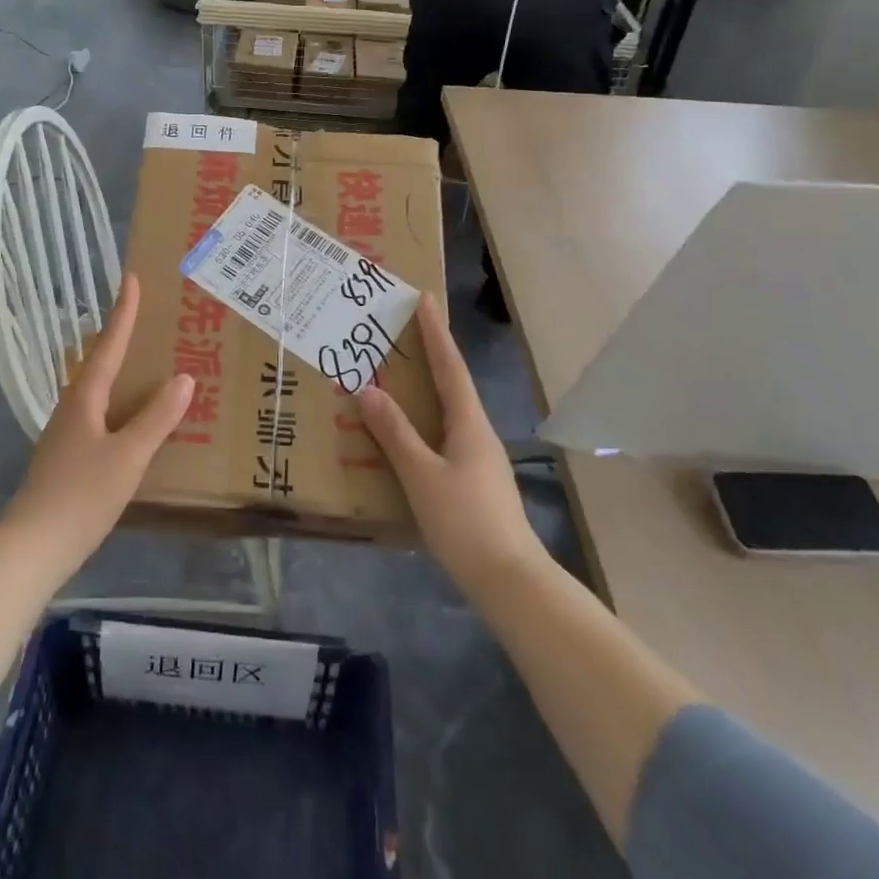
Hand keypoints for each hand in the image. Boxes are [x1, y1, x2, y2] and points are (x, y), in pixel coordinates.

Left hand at [2, 273, 192, 576]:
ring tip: (146, 362)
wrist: (33, 547)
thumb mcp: (128, 456)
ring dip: (120, 370)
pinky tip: (132, 417)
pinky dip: (119, 402)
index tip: (131, 278)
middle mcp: (72, 407)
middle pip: (98, 362)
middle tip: (146, 318)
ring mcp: (67, 433)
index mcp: (84, 399)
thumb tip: (185, 378)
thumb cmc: (82, 496)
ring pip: (97, 389)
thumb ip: (157, 418)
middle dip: (120, 337)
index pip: (108, 345)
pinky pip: (99, 414)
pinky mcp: (68, 457)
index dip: (122, 313)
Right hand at [356, 294, 548, 595]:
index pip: (450, 366)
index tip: (425, 299)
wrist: (510, 580)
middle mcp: (477, 433)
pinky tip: (408, 436)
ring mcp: (479, 459)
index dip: (436, 332)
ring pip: (449, 412)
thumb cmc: (465, 521)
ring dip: (427, 389)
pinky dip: (425, 422)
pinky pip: (444, 436)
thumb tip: (368, 390)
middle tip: (404, 332)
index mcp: (469, 423)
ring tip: (399, 377)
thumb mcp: (422, 474)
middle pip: (452, 384)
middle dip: (431, 355)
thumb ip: (395, 433)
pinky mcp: (474, 482)